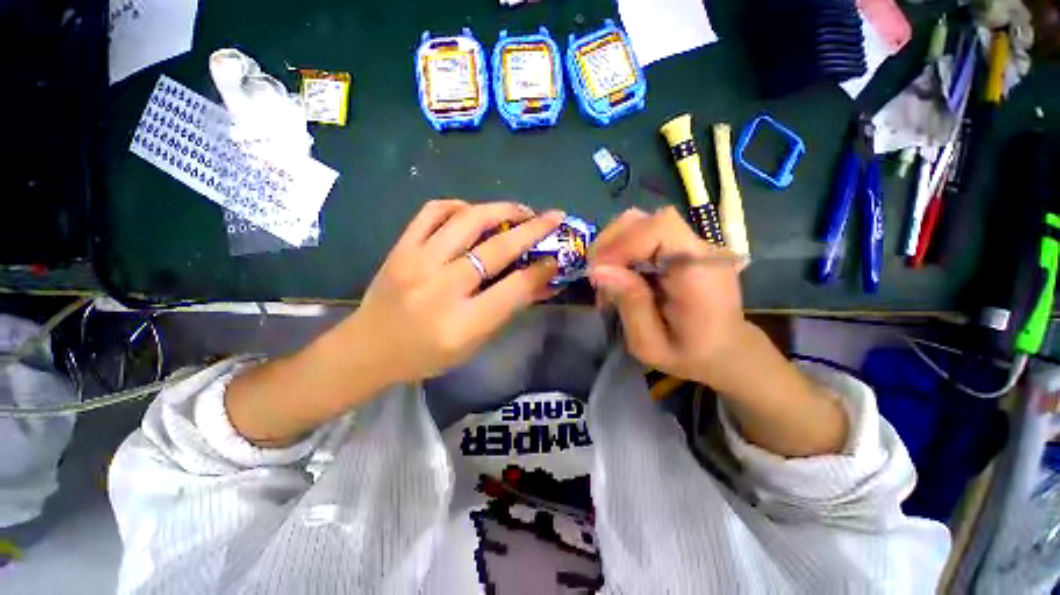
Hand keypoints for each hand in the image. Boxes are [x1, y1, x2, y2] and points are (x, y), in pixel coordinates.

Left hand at [343, 199, 562, 384]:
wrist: (368, 350)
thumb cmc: (427, 356)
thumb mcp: (474, 343)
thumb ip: (508, 309)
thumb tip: (541, 281)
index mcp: (463, 323)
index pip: (514, 288)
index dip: (541, 270)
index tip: (556, 258)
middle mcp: (441, 288)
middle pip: (496, 249)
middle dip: (533, 229)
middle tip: (553, 217)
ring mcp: (417, 262)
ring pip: (467, 220)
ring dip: (501, 209)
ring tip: (520, 211)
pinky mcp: (400, 248)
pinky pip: (433, 211)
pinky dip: (459, 205)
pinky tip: (474, 212)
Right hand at [588, 207, 748, 387]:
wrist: (727, 352)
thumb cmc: (691, 356)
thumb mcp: (651, 345)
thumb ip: (630, 305)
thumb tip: (598, 270)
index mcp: (700, 274)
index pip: (661, 228)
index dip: (622, 243)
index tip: (598, 271)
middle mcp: (702, 251)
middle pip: (649, 219)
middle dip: (612, 242)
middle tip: (596, 273)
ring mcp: (694, 246)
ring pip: (644, 223)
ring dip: (616, 244)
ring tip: (606, 274)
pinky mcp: (685, 248)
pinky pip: (647, 235)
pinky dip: (624, 249)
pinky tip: (620, 274)